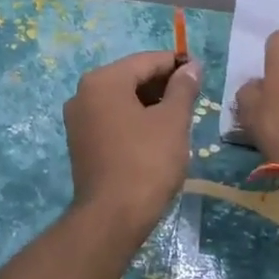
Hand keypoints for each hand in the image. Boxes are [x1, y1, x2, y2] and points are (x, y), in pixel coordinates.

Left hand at [63, 51, 202, 237]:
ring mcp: (78, 119)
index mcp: (103, 81)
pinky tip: (157, 133)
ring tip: (180, 116)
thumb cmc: (146, 162)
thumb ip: (183, 88)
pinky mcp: (81, 142)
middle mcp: (84, 93)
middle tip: (193, 96)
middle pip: (131, 77)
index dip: (175, 64)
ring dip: (150, 102)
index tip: (200, 71)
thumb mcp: (172, 121)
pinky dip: (134, 119)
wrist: (112, 217)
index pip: (146, 61)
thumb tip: (191, 66)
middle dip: (162, 84)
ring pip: (121, 99)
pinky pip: (112, 118)